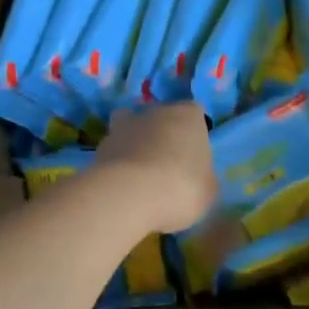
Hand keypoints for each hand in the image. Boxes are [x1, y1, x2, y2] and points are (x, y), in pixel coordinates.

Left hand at [95, 104, 217, 233]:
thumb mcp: (209, 190)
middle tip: (167, 169)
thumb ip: (203, 177)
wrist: (129, 196)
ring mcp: (122, 127)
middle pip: (160, 119)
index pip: (194, 114)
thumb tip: (197, 177)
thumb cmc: (181, 187)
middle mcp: (154, 112)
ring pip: (131, 131)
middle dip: (162, 138)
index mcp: (187, 115)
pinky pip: (114, 154)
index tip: (193, 158)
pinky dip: (117, 165)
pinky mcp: (99, 147)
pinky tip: (123, 188)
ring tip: (140, 177)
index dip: (193, 134)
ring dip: (135, 147)